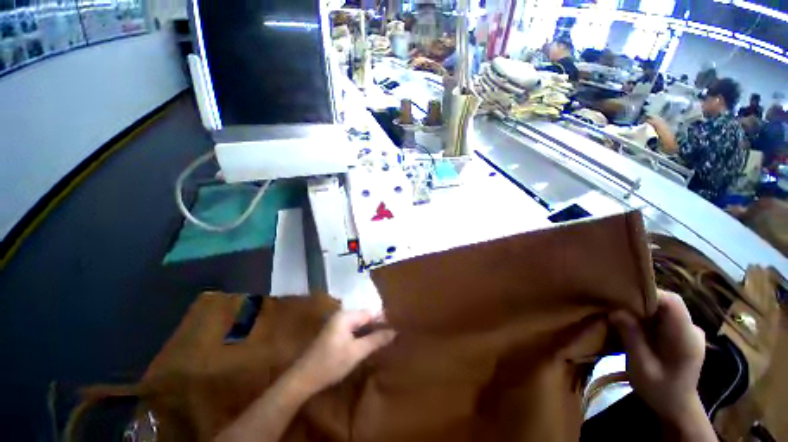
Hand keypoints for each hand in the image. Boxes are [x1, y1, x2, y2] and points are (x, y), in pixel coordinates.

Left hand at [291, 311, 396, 395]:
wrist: (303, 378)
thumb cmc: (331, 363)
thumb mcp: (356, 352)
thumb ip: (375, 340)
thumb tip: (394, 331)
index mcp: (346, 316)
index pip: (370, 313)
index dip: (383, 320)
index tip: (396, 328)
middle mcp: (342, 315)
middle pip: (365, 317)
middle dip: (377, 325)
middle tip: (391, 335)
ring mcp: (337, 324)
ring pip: (359, 324)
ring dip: (370, 331)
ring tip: (383, 339)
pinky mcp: (335, 333)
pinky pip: (353, 329)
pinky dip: (362, 335)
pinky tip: (369, 343)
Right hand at [610, 291, 710, 437]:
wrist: (677, 408)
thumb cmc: (659, 390)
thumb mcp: (641, 366)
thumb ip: (632, 337)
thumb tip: (615, 311)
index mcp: (685, 338)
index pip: (673, 302)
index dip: (649, 294)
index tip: (624, 297)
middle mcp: (692, 330)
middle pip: (668, 303)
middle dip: (642, 301)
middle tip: (619, 308)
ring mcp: (690, 332)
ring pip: (666, 309)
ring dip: (644, 310)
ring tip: (625, 317)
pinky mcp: (684, 335)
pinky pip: (666, 317)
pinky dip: (650, 318)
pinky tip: (638, 328)